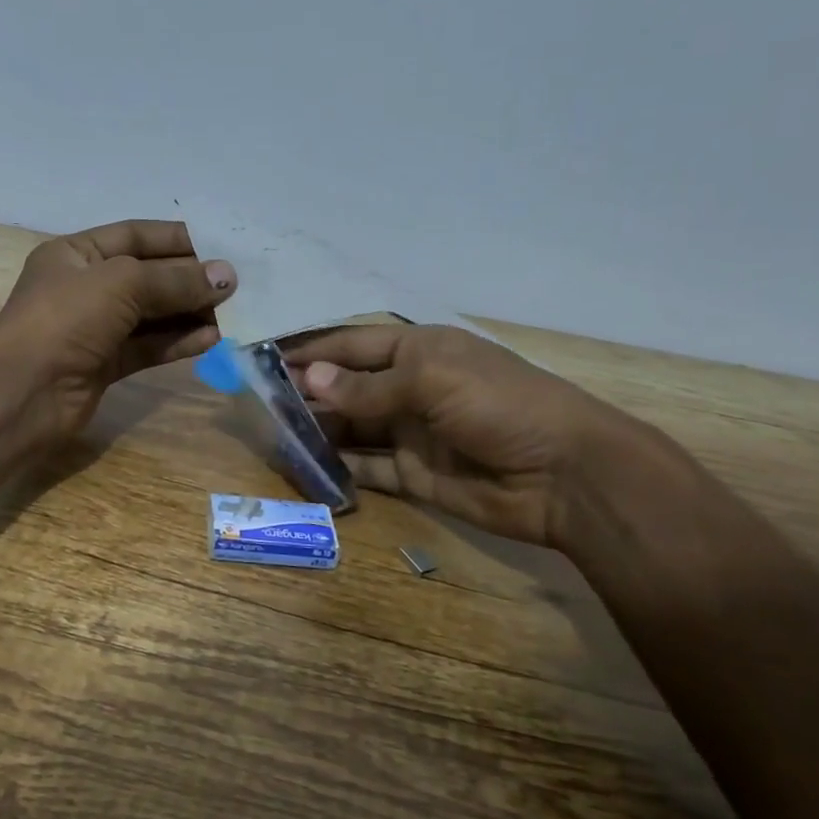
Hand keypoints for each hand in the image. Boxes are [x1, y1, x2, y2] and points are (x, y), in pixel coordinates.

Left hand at [0, 219, 236, 446]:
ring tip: (233, 313)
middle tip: (235, 286)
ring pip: (151, 315)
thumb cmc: (65, 319)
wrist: (22, 392)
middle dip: (189, 280)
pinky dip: (178, 342)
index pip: (135, 236)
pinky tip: (212, 339)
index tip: (222, 248)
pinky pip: (148, 347)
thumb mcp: (122, 283)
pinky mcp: (104, 366)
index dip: (178, 240)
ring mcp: (94, 329)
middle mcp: (85, 288)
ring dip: (189, 313)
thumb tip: (227, 277)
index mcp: (76, 253)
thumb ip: (176, 280)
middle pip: (147, 276)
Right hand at [284, 323, 641, 547]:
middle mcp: (409, 387)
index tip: (264, 357)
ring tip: (269, 434)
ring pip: (350, 427)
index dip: (311, 349)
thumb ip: (367, 385)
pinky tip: (304, 467)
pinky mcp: (412, 474)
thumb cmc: (499, 405)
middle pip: (345, 386)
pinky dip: (337, 468)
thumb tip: (308, 379)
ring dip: (315, 430)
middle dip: (305, 392)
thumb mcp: (431, 381)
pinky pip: (365, 468)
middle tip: (255, 402)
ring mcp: (409, 432)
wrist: (563, 475)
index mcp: (417, 350)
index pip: (351, 343)